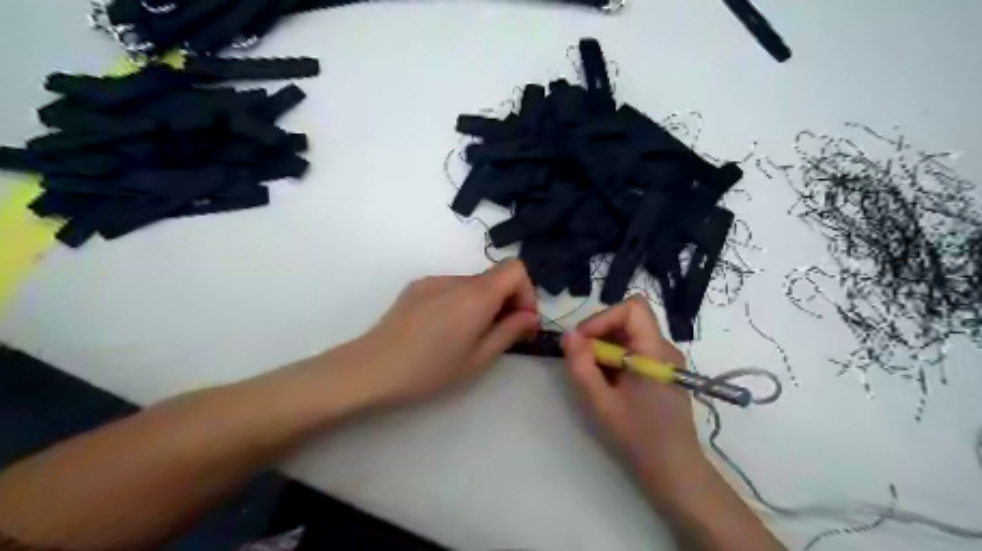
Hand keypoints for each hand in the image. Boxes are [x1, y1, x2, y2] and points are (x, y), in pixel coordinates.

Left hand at [336, 258, 534, 407]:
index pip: (516, 269)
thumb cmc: (429, 370)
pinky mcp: (417, 286)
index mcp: (476, 296)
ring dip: (482, 303)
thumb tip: (530, 316)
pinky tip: (442, 330)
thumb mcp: (478, 358)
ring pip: (473, 284)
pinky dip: (460, 302)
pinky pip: (451, 287)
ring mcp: (433, 280)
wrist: (371, 368)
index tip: (519, 321)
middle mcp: (456, 279)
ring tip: (466, 336)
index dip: (526, 293)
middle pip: (495, 276)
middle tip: (497, 335)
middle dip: (506, 302)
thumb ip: (510, 331)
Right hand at [560, 298, 705, 501]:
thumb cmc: (639, 438)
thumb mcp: (601, 403)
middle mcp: (664, 348)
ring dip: (605, 345)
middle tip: (581, 358)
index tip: (583, 341)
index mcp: (655, 352)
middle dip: (599, 332)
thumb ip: (582, 367)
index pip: (633, 308)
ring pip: (629, 333)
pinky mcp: (660, 369)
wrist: (674, 469)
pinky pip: (634, 348)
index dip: (604, 317)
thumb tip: (568, 335)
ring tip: (593, 373)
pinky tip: (607, 381)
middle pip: (629, 318)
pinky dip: (614, 356)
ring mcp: (664, 359)